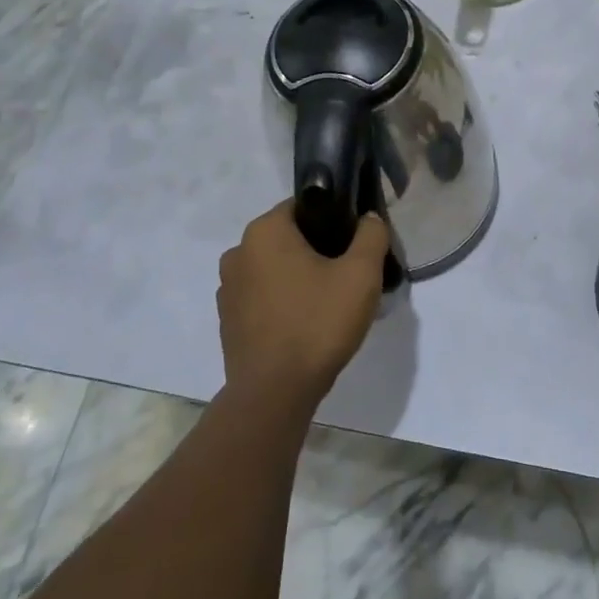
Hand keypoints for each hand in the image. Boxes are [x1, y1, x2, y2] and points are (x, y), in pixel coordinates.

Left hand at [217, 201, 391, 413]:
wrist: (274, 392)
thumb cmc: (318, 323)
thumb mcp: (361, 274)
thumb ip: (371, 236)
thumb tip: (367, 219)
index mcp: (265, 231)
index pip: (304, 206)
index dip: (334, 220)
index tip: (356, 244)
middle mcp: (238, 252)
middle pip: (289, 238)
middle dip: (318, 251)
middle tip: (349, 277)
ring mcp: (228, 288)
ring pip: (275, 269)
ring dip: (299, 278)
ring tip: (330, 305)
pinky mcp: (228, 320)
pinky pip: (263, 297)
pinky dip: (283, 302)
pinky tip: (306, 325)